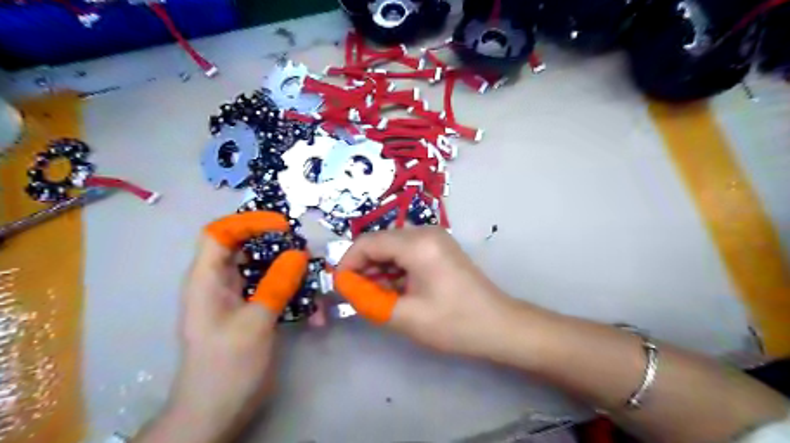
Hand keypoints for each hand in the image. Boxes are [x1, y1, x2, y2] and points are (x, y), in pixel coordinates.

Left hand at [138, 212, 305, 440]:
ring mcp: (239, 298)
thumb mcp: (254, 323)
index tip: (282, 226)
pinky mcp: (254, 312)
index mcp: (207, 280)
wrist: (217, 411)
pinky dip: (295, 295)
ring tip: (317, 282)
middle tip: (307, 253)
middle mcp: (221, 283)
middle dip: (279, 247)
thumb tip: (299, 253)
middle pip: (248, 248)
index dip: (248, 222)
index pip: (220, 233)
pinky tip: (315, 314)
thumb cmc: (226, 367)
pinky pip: (276, 291)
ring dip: (293, 274)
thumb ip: (276, 285)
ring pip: (267, 270)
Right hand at [333, 227, 512, 357]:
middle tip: (357, 296)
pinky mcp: (439, 247)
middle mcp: (425, 232)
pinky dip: (394, 269)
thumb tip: (345, 287)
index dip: (348, 264)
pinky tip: (394, 290)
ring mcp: (434, 238)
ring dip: (378, 269)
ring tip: (375, 296)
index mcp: (417, 244)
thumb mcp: (406, 316)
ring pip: (391, 247)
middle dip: (363, 267)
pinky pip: (406, 252)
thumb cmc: (454, 323)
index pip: (367, 242)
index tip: (340, 288)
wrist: (499, 325)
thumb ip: (368, 300)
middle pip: (379, 242)